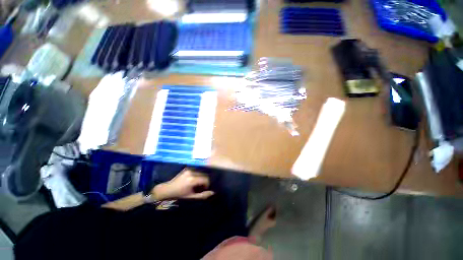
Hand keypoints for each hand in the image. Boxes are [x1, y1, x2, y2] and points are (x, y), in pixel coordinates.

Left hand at [152, 169, 214, 199]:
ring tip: (197, 184)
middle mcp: (192, 172)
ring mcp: (189, 169)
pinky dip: (198, 175)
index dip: (207, 184)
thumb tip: (213, 192)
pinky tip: (194, 180)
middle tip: (201, 187)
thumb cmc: (179, 195)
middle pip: (204, 174)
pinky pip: (196, 170)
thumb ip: (203, 195)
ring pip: (201, 172)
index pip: (206, 179)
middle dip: (205, 181)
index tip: (205, 189)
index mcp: (192, 179)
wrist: (167, 189)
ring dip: (201, 177)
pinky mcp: (187, 168)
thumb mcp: (191, 197)